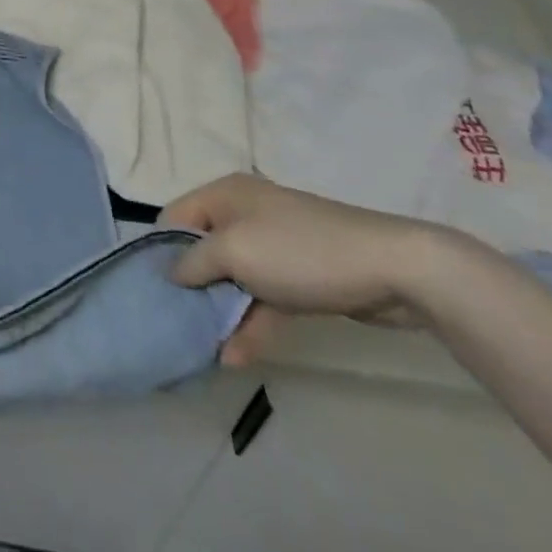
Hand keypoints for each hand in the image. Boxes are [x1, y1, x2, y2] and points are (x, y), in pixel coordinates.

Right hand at [162, 174, 456, 366]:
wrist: (392, 268)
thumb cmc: (299, 251)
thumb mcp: (234, 252)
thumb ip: (194, 263)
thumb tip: (172, 275)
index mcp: (224, 195)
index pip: (174, 218)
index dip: (163, 252)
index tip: (158, 292)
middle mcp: (244, 213)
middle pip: (203, 250)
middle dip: (193, 288)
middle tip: (181, 325)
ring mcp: (274, 245)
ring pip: (234, 278)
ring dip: (222, 312)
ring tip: (208, 350)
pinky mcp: (300, 275)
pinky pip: (263, 296)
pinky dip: (251, 322)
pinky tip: (237, 355)